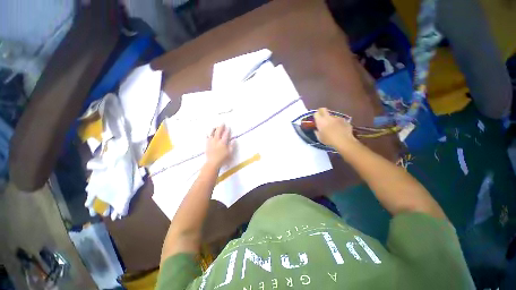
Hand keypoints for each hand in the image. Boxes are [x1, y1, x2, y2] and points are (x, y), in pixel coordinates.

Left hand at [206, 124, 232, 168]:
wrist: (212, 163)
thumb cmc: (223, 159)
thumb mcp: (230, 153)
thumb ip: (232, 145)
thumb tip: (234, 139)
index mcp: (223, 142)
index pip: (226, 134)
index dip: (227, 130)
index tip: (229, 127)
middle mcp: (217, 140)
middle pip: (218, 131)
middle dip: (221, 127)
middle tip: (223, 123)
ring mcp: (211, 142)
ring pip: (212, 133)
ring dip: (214, 129)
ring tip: (216, 126)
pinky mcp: (207, 144)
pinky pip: (207, 137)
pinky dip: (208, 134)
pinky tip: (208, 133)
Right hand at [314, 108, 356, 148]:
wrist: (344, 141)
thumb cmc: (329, 140)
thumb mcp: (320, 138)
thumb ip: (317, 132)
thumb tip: (316, 130)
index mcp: (320, 121)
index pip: (316, 113)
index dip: (316, 115)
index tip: (316, 119)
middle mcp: (328, 117)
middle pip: (323, 109)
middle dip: (322, 112)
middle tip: (322, 118)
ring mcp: (337, 118)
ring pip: (332, 116)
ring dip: (331, 119)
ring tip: (333, 127)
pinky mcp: (344, 120)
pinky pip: (339, 120)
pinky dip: (338, 123)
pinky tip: (340, 129)